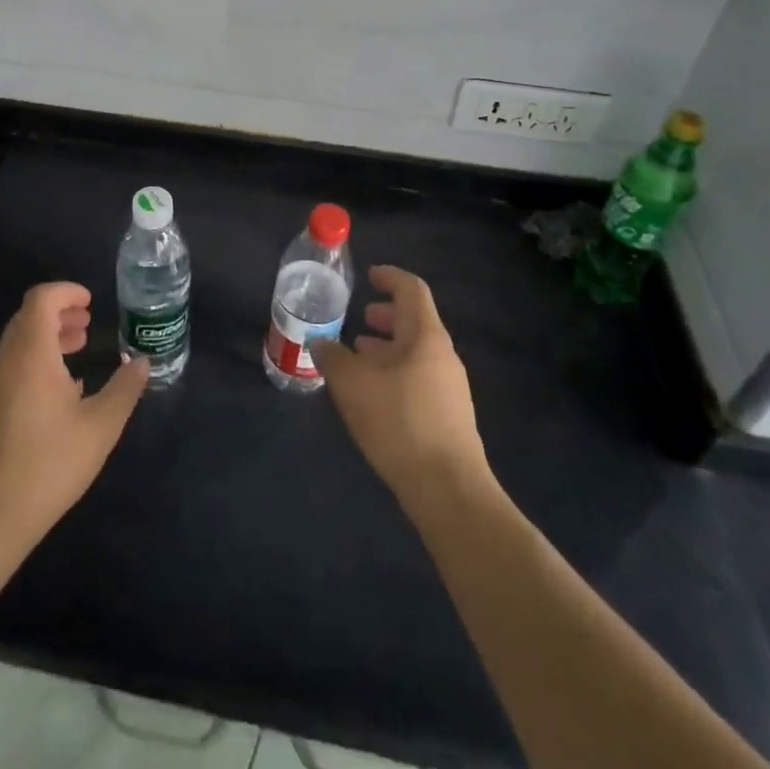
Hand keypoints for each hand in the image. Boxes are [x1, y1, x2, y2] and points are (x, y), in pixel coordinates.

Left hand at [0, 281, 148, 548]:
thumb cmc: (50, 463)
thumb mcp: (100, 426)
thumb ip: (124, 389)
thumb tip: (142, 361)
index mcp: (32, 352)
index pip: (41, 298)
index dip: (66, 291)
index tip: (91, 302)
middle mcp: (9, 359)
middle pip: (29, 315)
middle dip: (60, 311)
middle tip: (89, 322)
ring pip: (21, 339)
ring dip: (49, 334)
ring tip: (80, 346)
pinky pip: (15, 362)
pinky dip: (39, 356)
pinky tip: (64, 386)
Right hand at [311, 266, 488, 505]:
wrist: (449, 492)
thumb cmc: (400, 423)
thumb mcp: (353, 385)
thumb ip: (332, 357)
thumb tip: (320, 342)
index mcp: (426, 336)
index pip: (412, 290)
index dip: (390, 277)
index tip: (368, 277)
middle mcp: (443, 356)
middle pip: (414, 322)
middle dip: (385, 317)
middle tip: (359, 319)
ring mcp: (449, 388)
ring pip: (414, 353)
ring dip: (386, 349)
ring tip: (357, 357)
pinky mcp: (447, 418)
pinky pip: (417, 379)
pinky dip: (393, 373)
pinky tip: (371, 395)